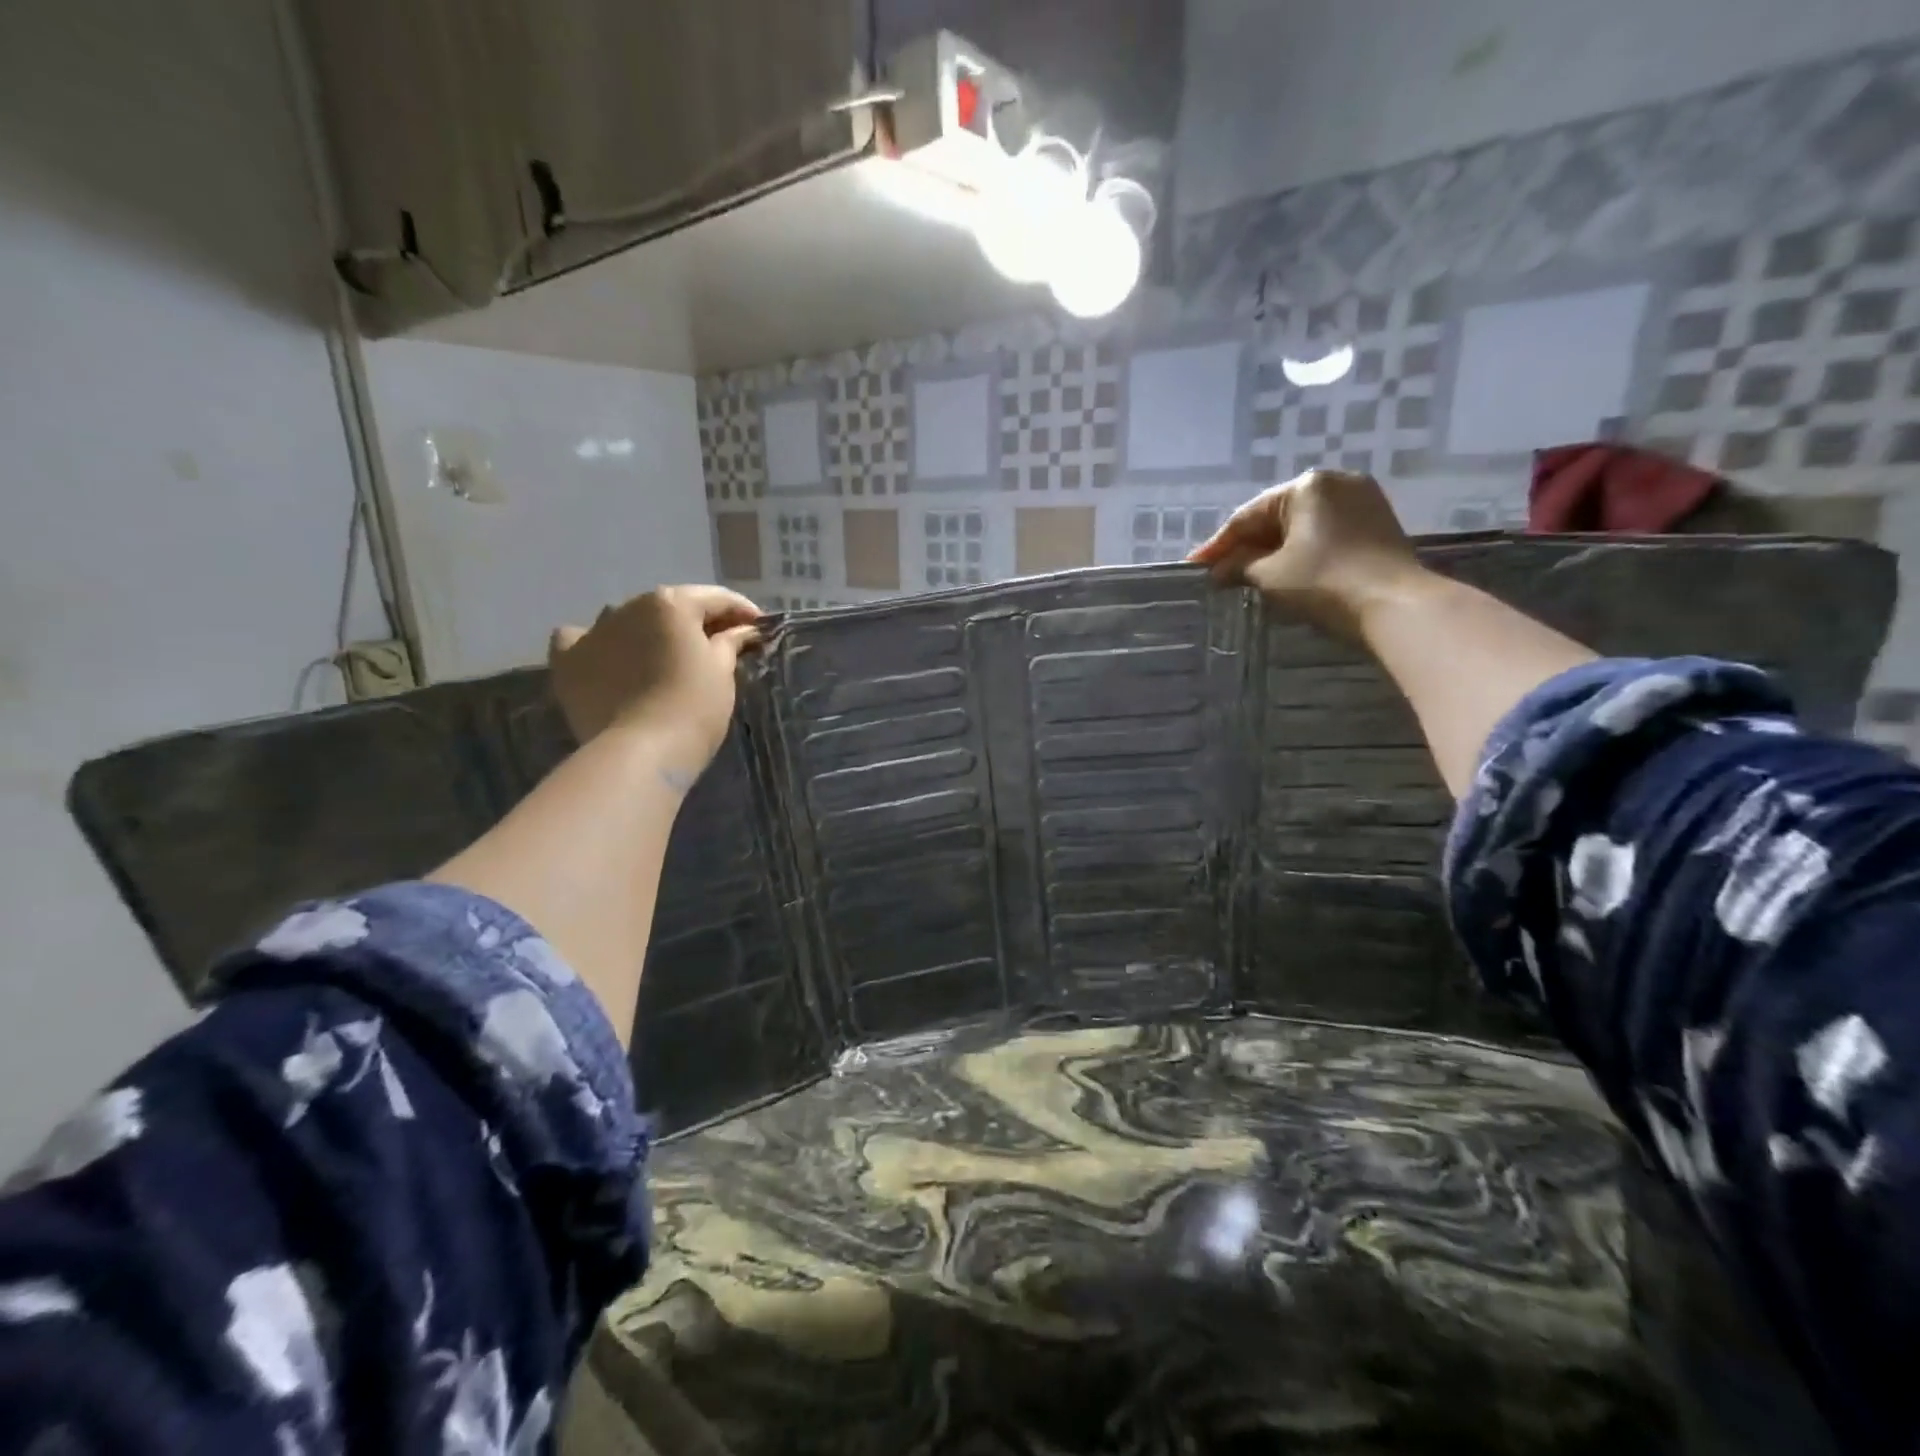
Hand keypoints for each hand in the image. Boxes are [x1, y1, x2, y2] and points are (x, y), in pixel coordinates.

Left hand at [548, 585, 761, 764]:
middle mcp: (628, 606)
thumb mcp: (722, 672)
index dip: (742, 612)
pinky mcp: (568, 661)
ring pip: (626, 620)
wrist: (642, 751)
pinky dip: (597, 644)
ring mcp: (593, 631)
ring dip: (647, 631)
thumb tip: (744, 630)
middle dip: (695, 623)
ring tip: (663, 657)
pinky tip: (609, 658)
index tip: (760, 629)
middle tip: (719, 646)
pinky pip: (580, 640)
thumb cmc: (694, 707)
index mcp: (671, 603)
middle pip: (670, 608)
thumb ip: (730, 642)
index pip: (715, 599)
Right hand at [1189, 470, 1424, 638]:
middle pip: (1277, 518)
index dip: (1218, 545)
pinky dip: (1301, 553)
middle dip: (1247, 547)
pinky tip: (1284, 573)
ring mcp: (1363, 503)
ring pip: (1302, 528)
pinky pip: (1326, 536)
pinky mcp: (1378, 526)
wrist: (1394, 605)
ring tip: (1247, 576)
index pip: (1248, 516)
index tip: (1194, 565)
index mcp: (1307, 486)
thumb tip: (1219, 570)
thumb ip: (1239, 567)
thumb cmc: (1323, 582)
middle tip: (1219, 573)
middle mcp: (1336, 483)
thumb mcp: (1270, 575)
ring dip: (1273, 552)